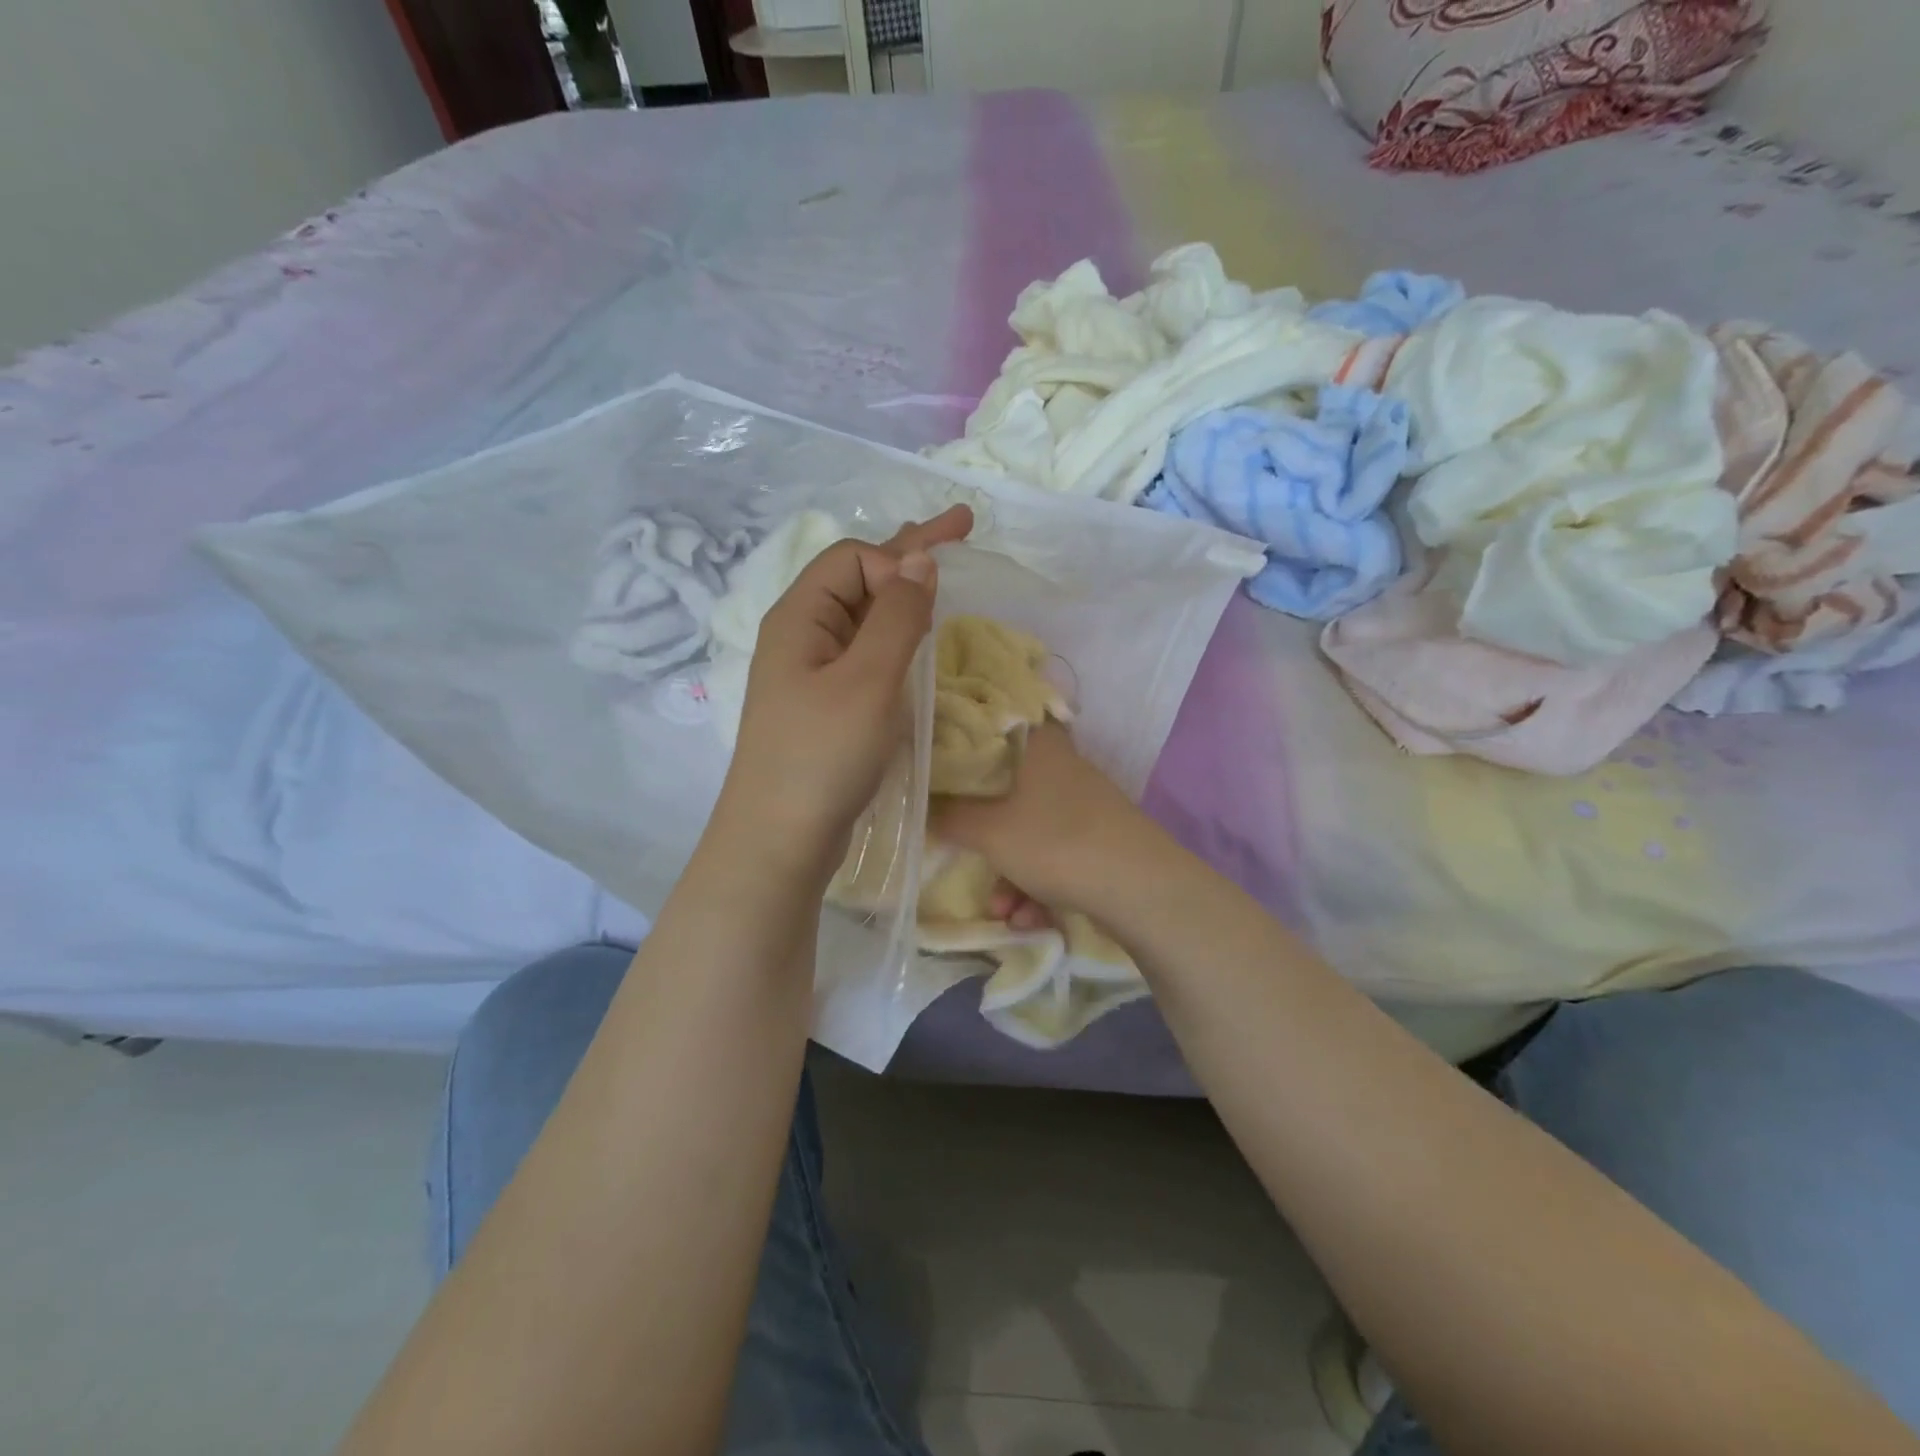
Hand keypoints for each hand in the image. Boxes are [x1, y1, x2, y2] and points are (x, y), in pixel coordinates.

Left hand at [719, 505, 973, 872]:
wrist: (780, 840)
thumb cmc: (822, 756)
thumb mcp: (867, 680)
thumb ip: (897, 617)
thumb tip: (920, 560)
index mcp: (800, 617)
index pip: (855, 560)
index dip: (899, 561)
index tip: (935, 596)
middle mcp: (802, 636)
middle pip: (858, 578)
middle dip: (910, 552)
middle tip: (962, 525)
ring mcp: (812, 672)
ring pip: (863, 616)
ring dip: (903, 593)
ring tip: (939, 572)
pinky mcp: (826, 704)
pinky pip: (864, 652)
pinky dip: (894, 636)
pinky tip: (914, 640)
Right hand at [931, 722, 1154, 915]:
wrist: (1140, 889)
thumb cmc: (1054, 842)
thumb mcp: (988, 832)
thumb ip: (949, 816)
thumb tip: (923, 803)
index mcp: (1039, 745)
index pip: (998, 722)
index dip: (967, 739)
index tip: (942, 762)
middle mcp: (1063, 767)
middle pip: (1007, 787)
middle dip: (984, 835)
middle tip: (963, 851)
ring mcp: (1084, 805)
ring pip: (1030, 831)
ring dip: (1010, 874)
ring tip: (1003, 910)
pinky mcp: (1098, 840)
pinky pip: (1055, 855)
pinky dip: (1039, 886)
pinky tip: (1030, 920)